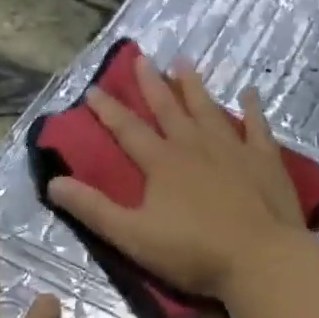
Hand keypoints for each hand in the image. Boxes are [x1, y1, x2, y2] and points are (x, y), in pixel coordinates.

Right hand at [48, 56, 307, 301]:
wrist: (261, 260)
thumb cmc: (194, 252)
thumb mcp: (132, 236)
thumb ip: (93, 209)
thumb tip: (53, 181)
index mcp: (162, 163)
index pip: (128, 130)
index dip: (108, 110)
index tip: (93, 89)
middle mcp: (195, 146)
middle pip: (168, 108)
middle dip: (151, 83)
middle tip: (141, 57)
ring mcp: (233, 149)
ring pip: (208, 109)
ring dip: (194, 86)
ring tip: (183, 62)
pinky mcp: (265, 160)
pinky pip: (257, 126)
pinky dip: (252, 109)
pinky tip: (249, 93)